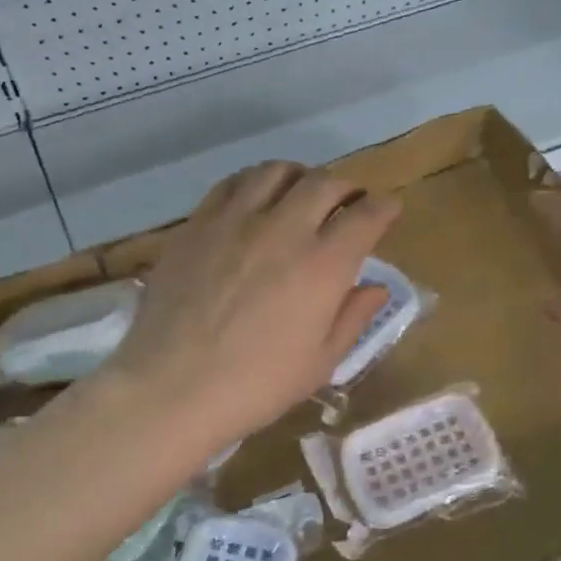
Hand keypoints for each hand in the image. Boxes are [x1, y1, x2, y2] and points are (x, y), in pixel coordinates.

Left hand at [100, 161, 400, 452]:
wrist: (172, 388)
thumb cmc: (256, 385)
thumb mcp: (320, 362)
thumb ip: (353, 317)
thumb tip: (377, 288)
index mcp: (323, 265)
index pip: (366, 215)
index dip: (384, 208)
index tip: (388, 210)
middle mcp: (284, 229)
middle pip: (324, 183)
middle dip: (346, 188)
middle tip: (349, 203)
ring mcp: (235, 221)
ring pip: (276, 172)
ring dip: (300, 177)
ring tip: (301, 194)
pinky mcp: (197, 224)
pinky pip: (232, 184)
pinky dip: (254, 182)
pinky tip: (254, 200)